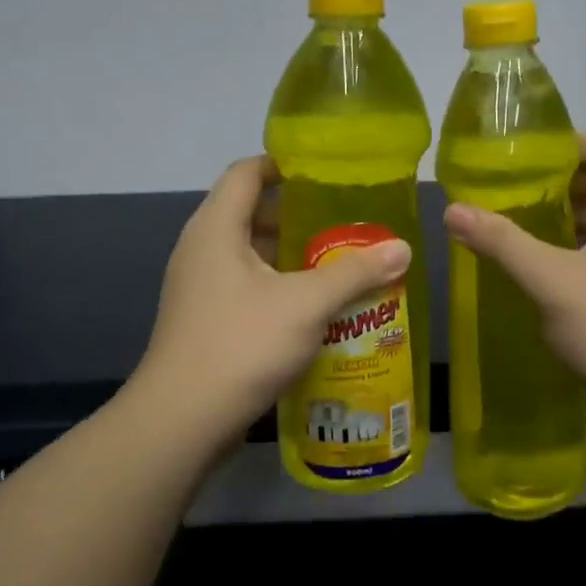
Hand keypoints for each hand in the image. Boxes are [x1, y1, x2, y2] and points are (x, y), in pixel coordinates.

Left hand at [131, 157, 411, 448]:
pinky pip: (247, 288)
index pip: (246, 172)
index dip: (284, 164)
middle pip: (252, 213)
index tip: (327, 173)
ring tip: (341, 263)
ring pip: (252, 255)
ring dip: (293, 257)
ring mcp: (200, 287)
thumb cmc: (242, 343)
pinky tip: (316, 308)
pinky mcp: (206, 320)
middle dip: (300, 216)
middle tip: (347, 223)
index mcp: (217, 228)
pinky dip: (280, 288)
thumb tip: (403, 248)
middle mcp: (202, 249)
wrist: (182, 420)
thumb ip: (355, 272)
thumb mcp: (307, 303)